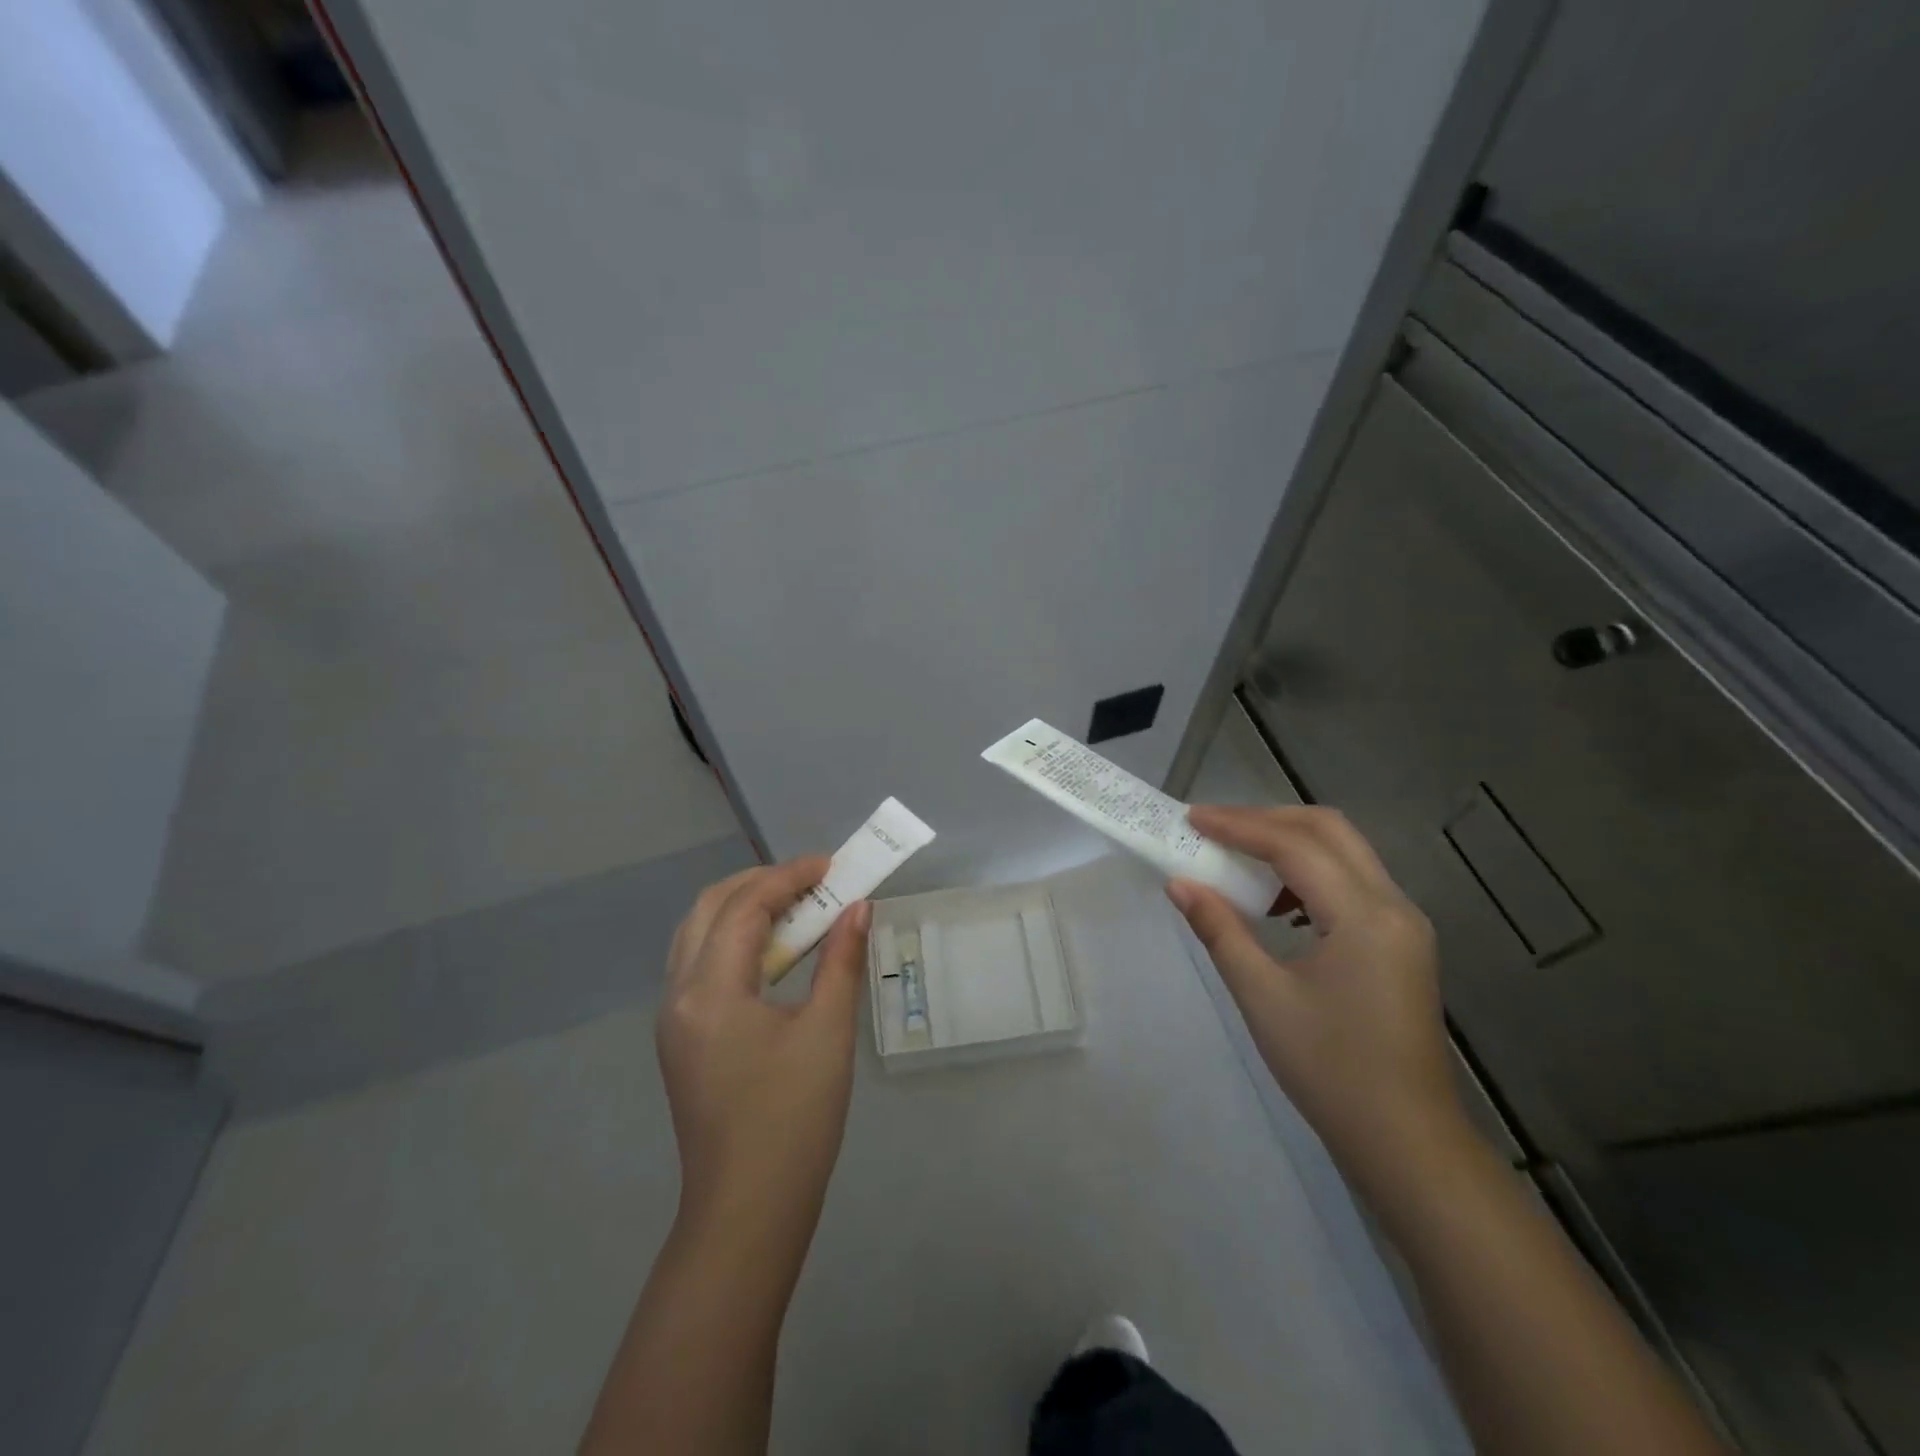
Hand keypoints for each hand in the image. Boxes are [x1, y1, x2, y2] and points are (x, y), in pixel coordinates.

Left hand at [657, 859, 870, 1234]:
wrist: (747, 1211)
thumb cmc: (793, 1120)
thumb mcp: (827, 1033)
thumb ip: (841, 960)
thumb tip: (858, 907)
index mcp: (709, 991)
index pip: (744, 907)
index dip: (790, 875)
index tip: (833, 864)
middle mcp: (678, 995)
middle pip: (708, 909)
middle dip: (760, 883)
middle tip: (813, 880)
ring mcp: (673, 1018)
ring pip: (697, 934)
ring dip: (743, 908)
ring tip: (795, 905)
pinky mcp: (680, 1038)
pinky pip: (699, 964)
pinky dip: (733, 939)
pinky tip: (772, 950)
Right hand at [1168, 806, 1463, 1185]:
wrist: (1405, 1141)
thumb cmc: (1330, 1070)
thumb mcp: (1263, 996)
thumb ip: (1220, 930)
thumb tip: (1178, 883)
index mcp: (1364, 916)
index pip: (1294, 846)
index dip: (1238, 826)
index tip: (1191, 818)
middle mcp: (1393, 905)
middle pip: (1328, 830)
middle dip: (1267, 819)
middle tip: (1214, 827)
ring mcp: (1404, 923)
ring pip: (1344, 852)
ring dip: (1289, 842)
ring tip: (1237, 856)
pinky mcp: (1400, 943)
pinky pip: (1352, 882)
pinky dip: (1309, 872)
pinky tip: (1277, 901)